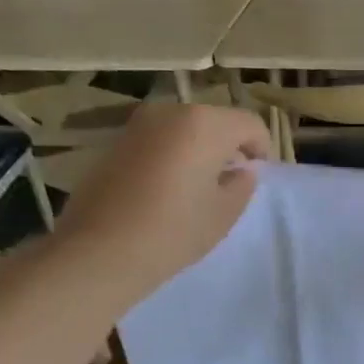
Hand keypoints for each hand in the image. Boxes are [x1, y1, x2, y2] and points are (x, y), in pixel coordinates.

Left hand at [53, 102, 270, 300]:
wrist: (101, 251)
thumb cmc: (174, 231)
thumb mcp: (224, 213)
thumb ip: (242, 185)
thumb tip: (242, 170)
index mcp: (204, 124)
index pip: (249, 124)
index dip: (262, 148)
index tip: (257, 176)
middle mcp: (170, 112)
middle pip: (215, 121)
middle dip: (229, 147)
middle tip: (230, 183)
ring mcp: (138, 124)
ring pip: (184, 129)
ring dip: (199, 151)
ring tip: (197, 188)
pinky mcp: (115, 141)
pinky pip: (159, 141)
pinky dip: (171, 156)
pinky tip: (167, 190)